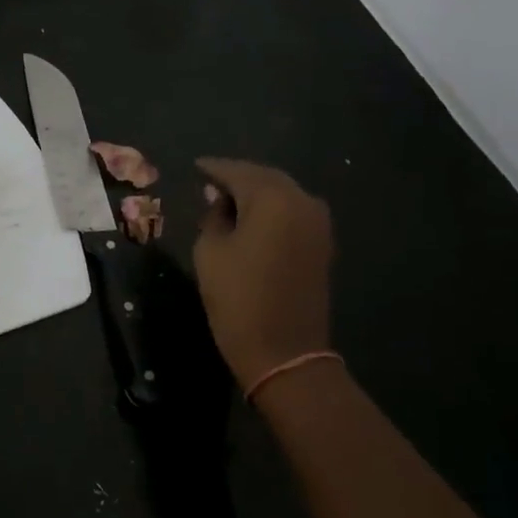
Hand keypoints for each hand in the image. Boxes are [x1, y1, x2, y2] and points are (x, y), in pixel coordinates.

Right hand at [192, 158, 333, 390]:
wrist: (284, 350)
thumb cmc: (238, 298)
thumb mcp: (210, 252)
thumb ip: (214, 217)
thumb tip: (220, 201)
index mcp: (273, 199)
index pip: (237, 172)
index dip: (213, 168)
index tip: (195, 166)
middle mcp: (302, 202)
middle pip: (265, 178)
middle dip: (237, 178)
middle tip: (210, 181)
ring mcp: (318, 224)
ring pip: (281, 195)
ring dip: (255, 194)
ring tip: (227, 200)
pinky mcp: (321, 245)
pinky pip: (292, 213)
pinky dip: (270, 210)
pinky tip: (250, 219)